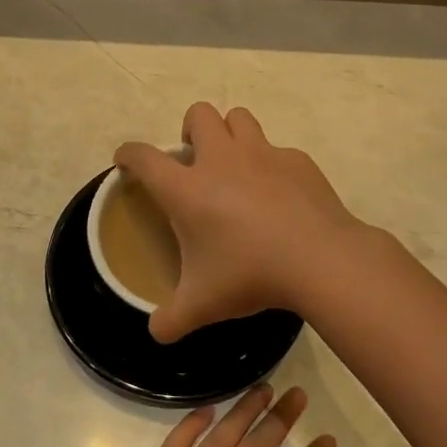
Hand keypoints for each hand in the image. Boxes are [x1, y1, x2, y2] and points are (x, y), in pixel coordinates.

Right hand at [116, 103, 367, 342]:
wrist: (320, 259)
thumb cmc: (250, 275)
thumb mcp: (202, 305)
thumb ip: (171, 320)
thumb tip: (156, 333)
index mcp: (187, 189)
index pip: (144, 157)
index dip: (128, 154)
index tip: (126, 161)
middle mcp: (221, 160)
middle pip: (198, 114)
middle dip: (190, 129)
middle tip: (196, 162)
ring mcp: (262, 154)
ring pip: (239, 117)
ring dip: (230, 133)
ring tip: (235, 165)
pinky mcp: (297, 160)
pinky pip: (277, 149)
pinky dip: (271, 164)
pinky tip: (279, 194)